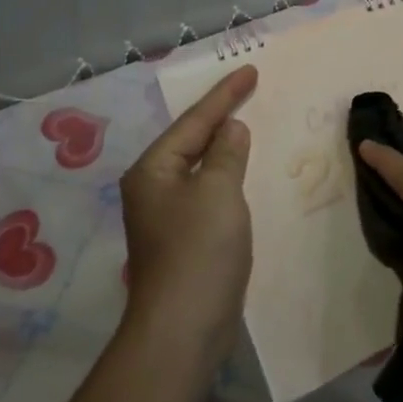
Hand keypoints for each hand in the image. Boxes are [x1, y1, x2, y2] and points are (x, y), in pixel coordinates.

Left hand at [119, 65, 256, 368]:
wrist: (182, 331)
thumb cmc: (198, 251)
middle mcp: (152, 187)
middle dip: (220, 116)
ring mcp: (164, 216)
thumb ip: (226, 153)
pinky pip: (206, 193)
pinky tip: (241, 174)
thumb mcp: (218, 191)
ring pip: (199, 168)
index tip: (251, 70)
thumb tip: (231, 130)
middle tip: (249, 90)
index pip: (194, 121)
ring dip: (223, 147)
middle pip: (191, 140)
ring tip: (247, 123)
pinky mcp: (181, 240)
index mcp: (153, 169)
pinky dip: (225, 177)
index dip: (225, 95)